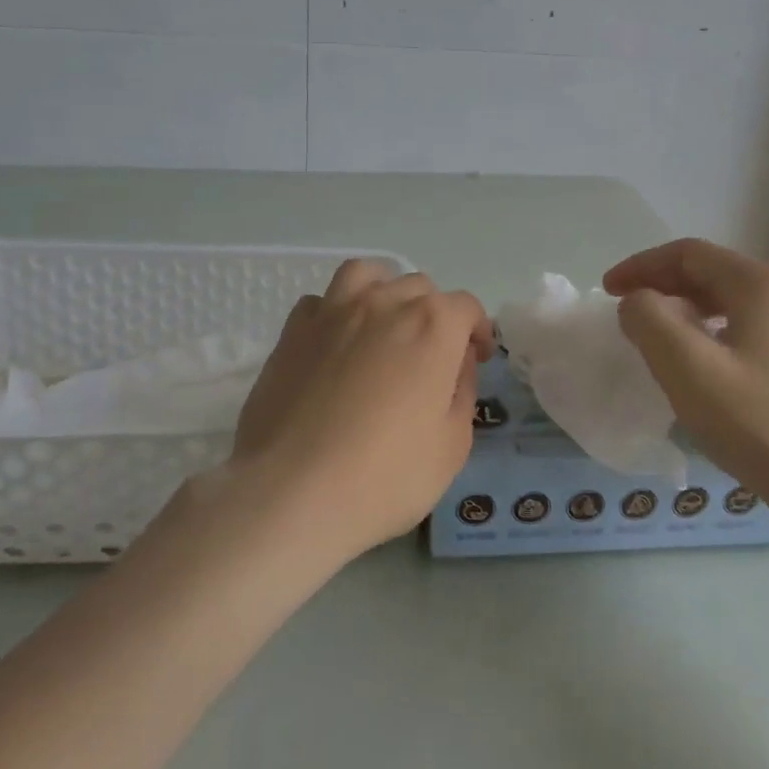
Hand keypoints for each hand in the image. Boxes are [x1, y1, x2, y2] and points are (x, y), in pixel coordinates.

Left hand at [221, 259, 492, 561]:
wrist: (292, 492)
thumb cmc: (385, 475)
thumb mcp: (452, 445)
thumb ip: (462, 392)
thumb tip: (456, 364)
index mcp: (433, 325)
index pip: (466, 307)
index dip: (477, 331)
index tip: (475, 359)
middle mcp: (385, 303)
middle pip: (420, 289)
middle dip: (434, 316)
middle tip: (430, 357)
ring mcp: (334, 311)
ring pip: (368, 276)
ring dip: (385, 293)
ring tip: (383, 326)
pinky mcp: (293, 330)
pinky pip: (322, 301)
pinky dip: (336, 313)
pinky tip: (336, 344)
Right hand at [603, 239, 768, 504]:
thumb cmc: (756, 420)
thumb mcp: (685, 365)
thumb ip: (648, 319)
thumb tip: (638, 302)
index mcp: (758, 283)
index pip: (687, 254)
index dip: (641, 266)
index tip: (608, 290)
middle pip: (709, 272)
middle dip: (661, 285)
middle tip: (625, 308)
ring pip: (727, 301)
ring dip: (683, 308)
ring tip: (655, 332)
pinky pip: (743, 327)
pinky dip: (708, 330)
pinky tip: (697, 361)